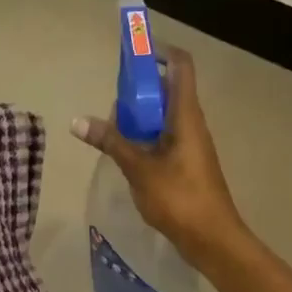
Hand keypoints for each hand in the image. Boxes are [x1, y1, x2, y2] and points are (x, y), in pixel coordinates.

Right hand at [71, 45, 246, 264]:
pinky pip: (164, 136)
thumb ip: (111, 142)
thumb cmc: (180, 199)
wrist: (213, 240)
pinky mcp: (187, 163)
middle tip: (112, 100)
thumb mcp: (140, 169)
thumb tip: (78, 121)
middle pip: (167, 89)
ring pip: (164, 115)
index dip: (160, 51)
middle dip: (139, 88)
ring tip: (111, 128)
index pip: (181, 66)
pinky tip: (125, 153)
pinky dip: (145, 136)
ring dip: (139, 115)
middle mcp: (191, 123)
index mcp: (186, 115)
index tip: (133, 53)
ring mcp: (191, 144)